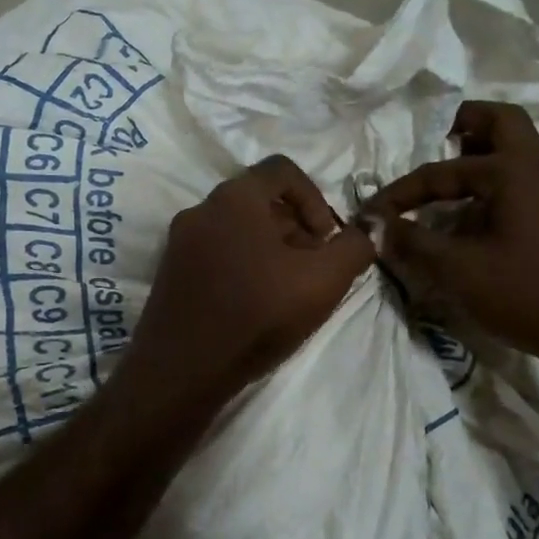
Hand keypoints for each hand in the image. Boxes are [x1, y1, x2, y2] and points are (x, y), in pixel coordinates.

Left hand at [120, 156, 373, 403]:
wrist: (183, 369)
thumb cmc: (257, 315)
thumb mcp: (323, 281)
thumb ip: (355, 247)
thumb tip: (369, 227)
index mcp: (235, 197)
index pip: (282, 170)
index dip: (315, 197)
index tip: (326, 238)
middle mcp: (200, 209)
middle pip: (258, 200)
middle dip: (294, 226)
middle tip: (311, 266)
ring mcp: (179, 242)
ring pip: (235, 228)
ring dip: (269, 248)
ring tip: (285, 289)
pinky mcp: (169, 272)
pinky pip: (214, 252)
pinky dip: (241, 264)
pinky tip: (253, 303)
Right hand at [365, 101, 538, 368]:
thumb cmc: (528, 293)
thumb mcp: (459, 271)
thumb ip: (414, 243)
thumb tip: (379, 226)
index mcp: (513, 171)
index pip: (442, 170)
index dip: (401, 192)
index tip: (371, 214)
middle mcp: (538, 171)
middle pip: (501, 123)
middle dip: (462, 125)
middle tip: (432, 142)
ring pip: (514, 155)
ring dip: (477, 160)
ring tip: (442, 187)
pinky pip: (519, 186)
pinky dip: (490, 190)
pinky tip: (469, 223)